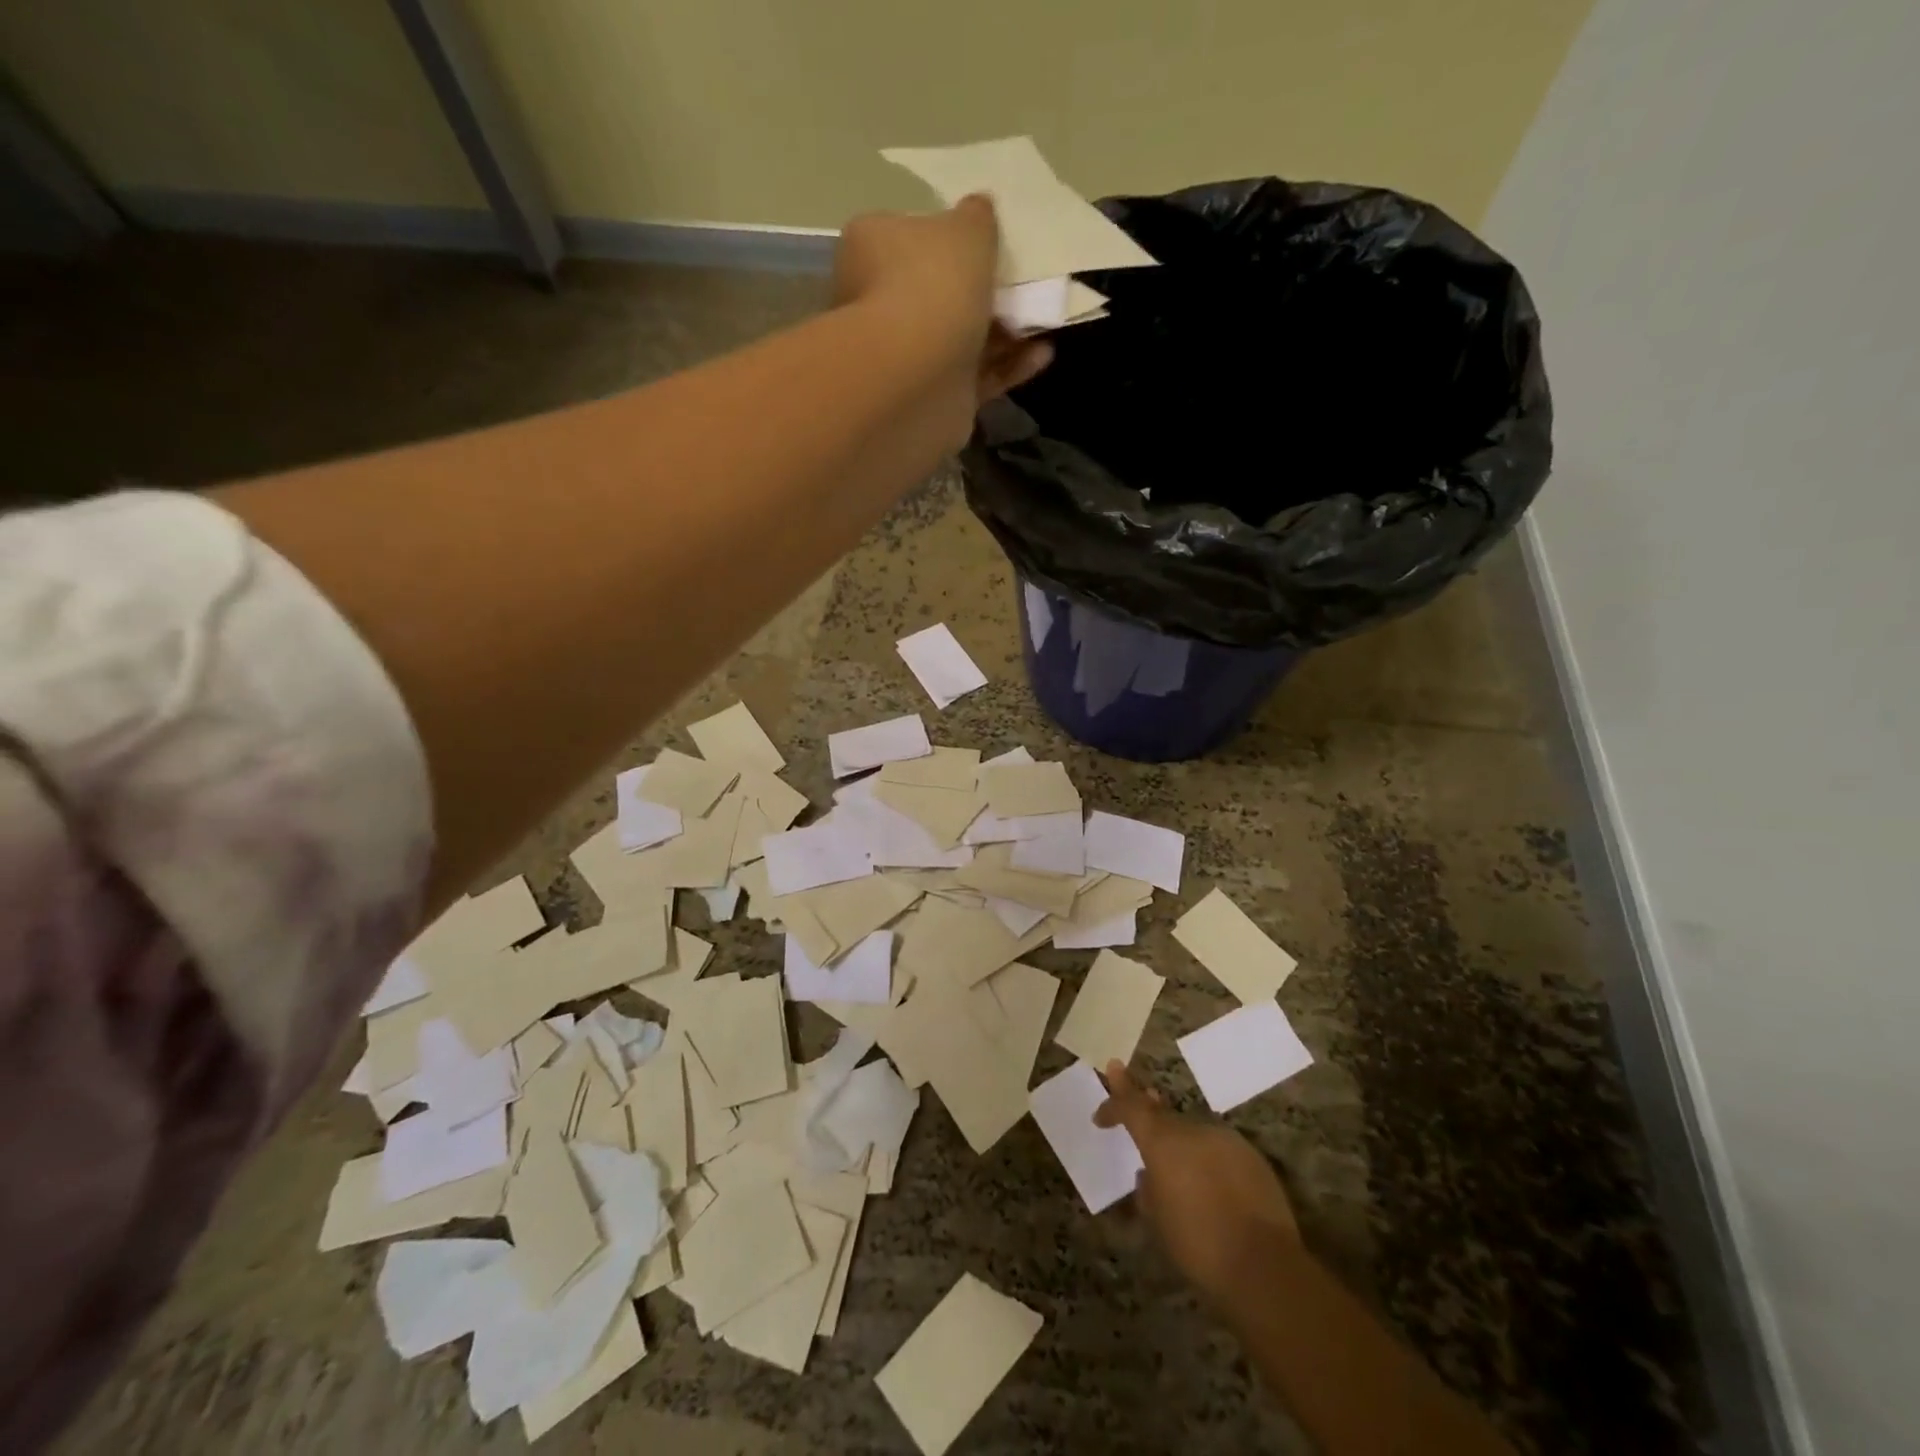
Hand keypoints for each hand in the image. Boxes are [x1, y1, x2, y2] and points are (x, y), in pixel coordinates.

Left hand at [834, 196, 1052, 439]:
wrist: (917, 378)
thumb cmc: (933, 286)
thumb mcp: (965, 229)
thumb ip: (977, 217)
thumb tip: (978, 209)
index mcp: (871, 250)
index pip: (904, 235)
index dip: (942, 236)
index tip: (981, 240)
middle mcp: (879, 304)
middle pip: (935, 292)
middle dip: (977, 290)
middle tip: (1020, 282)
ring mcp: (906, 358)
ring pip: (961, 339)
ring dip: (1003, 331)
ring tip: (1043, 316)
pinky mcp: (935, 398)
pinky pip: (978, 378)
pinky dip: (1009, 366)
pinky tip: (1043, 353)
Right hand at [1097, 1060, 1298, 1313]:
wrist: (1265, 1267)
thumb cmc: (1198, 1244)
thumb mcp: (1157, 1220)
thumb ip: (1148, 1189)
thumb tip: (1149, 1175)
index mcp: (1163, 1142)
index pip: (1131, 1106)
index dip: (1115, 1099)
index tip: (1106, 1095)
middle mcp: (1193, 1130)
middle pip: (1164, 1115)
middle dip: (1149, 1113)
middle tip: (1138, 1104)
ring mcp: (1226, 1140)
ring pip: (1194, 1133)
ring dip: (1182, 1143)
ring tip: (1178, 1166)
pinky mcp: (1253, 1157)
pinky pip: (1219, 1150)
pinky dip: (1208, 1160)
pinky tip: (1213, 1185)